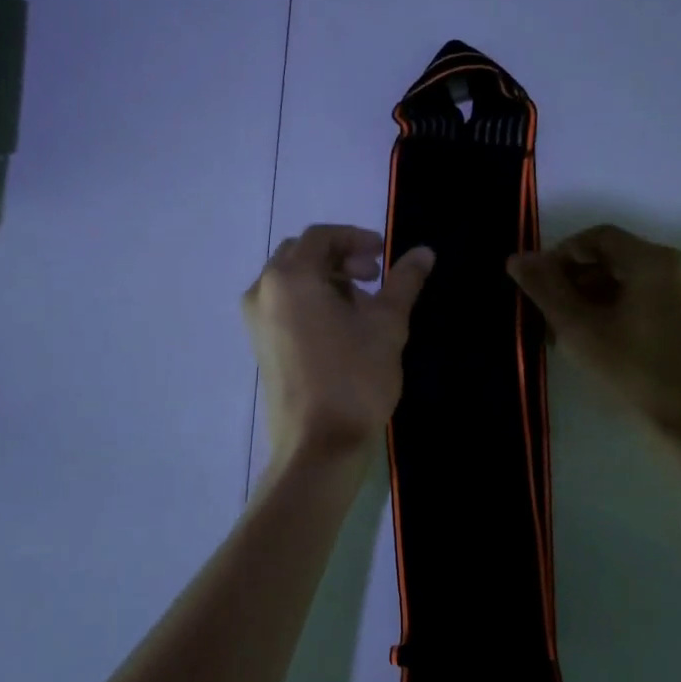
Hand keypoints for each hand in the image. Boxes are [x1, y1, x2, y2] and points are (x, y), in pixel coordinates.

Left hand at [243, 225, 434, 463]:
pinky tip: (340, 327)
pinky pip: (283, 305)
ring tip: (362, 305)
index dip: (356, 238)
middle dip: (340, 258)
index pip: (322, 236)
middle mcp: (263, 291)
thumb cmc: (354, 377)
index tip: (384, 255)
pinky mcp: (260, 345)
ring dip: (326, 280)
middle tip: (374, 277)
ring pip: (291, 280)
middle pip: (302, 254)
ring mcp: (256, 320)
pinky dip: (311, 301)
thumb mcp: (387, 324)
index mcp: (290, 277)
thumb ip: (404, 281)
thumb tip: (424, 252)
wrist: (318, 445)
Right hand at [508, 224, 680, 454]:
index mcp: (656, 261)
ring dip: (597, 301)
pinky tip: (603, 345)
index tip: (539, 286)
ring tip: (570, 336)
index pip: (599, 238)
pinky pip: (654, 303)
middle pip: (617, 260)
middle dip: (578, 282)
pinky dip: (623, 313)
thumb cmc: (632, 374)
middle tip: (549, 316)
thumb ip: (544, 288)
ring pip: (634, 285)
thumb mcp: (578, 329)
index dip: (562, 255)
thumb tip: (517, 258)